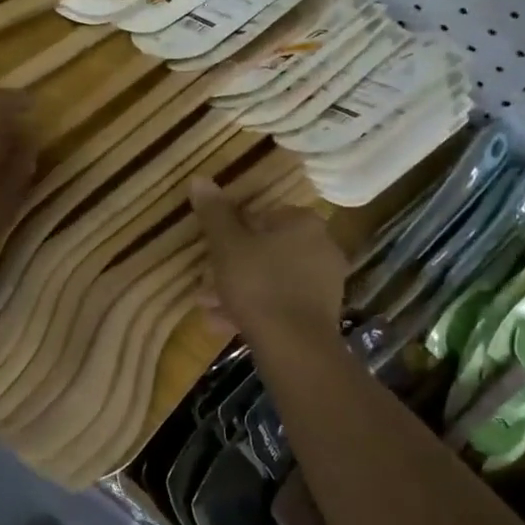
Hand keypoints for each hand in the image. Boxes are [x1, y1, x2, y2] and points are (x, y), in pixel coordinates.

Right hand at [189, 176, 345, 351]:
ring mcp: (325, 283)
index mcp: (303, 223)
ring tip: (208, 308)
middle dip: (232, 267)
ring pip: (271, 280)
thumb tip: (200, 179)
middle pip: (266, 250)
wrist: (294, 345)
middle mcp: (321, 247)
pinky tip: (225, 325)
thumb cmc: (258, 285)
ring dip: (238, 291)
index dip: (232, 233)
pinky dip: (256, 310)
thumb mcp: (227, 246)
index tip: (212, 251)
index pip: (262, 216)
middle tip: (205, 285)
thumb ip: (214, 213)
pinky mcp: (321, 314)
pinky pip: (281, 303)